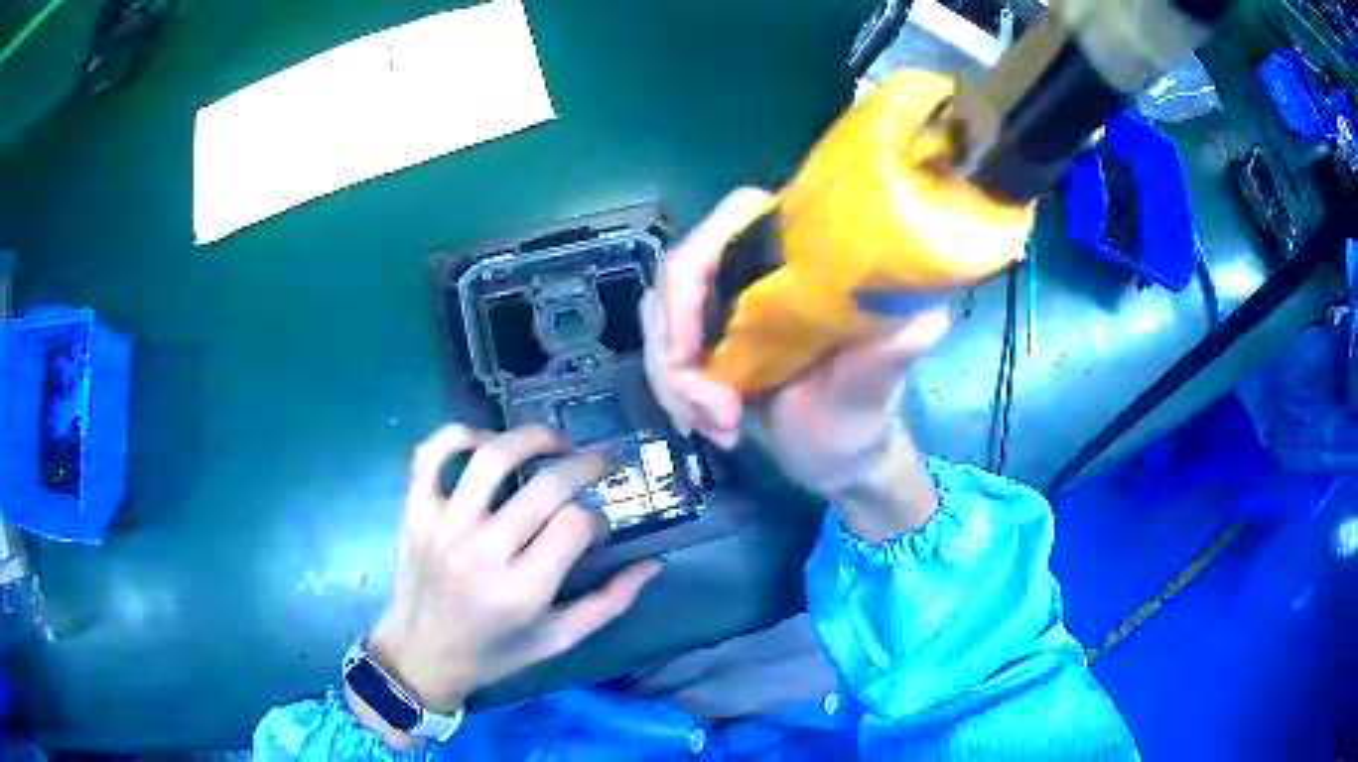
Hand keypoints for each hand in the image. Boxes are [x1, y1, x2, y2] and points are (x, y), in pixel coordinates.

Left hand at [353, 424, 660, 742]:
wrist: (421, 655)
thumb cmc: (495, 653)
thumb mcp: (558, 640)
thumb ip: (609, 603)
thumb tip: (653, 563)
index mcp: (522, 591)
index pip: (576, 525)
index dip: (598, 519)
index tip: (597, 529)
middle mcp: (482, 552)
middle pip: (546, 485)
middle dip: (586, 465)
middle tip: (599, 465)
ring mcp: (443, 525)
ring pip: (492, 456)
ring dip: (533, 438)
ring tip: (556, 443)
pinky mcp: (414, 511)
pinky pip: (430, 454)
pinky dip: (459, 435)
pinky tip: (485, 442)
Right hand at [642, 189, 948, 537]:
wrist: (837, 458)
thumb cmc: (861, 419)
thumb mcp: (876, 388)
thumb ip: (893, 351)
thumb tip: (926, 314)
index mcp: (805, 255)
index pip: (735, 216)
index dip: (696, 269)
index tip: (695, 348)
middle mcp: (762, 263)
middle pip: (680, 273)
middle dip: (680, 352)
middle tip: (715, 412)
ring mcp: (727, 297)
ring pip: (660, 315)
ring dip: (676, 380)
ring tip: (720, 427)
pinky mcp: (706, 332)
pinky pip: (661, 345)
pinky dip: (673, 390)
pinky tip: (708, 425)